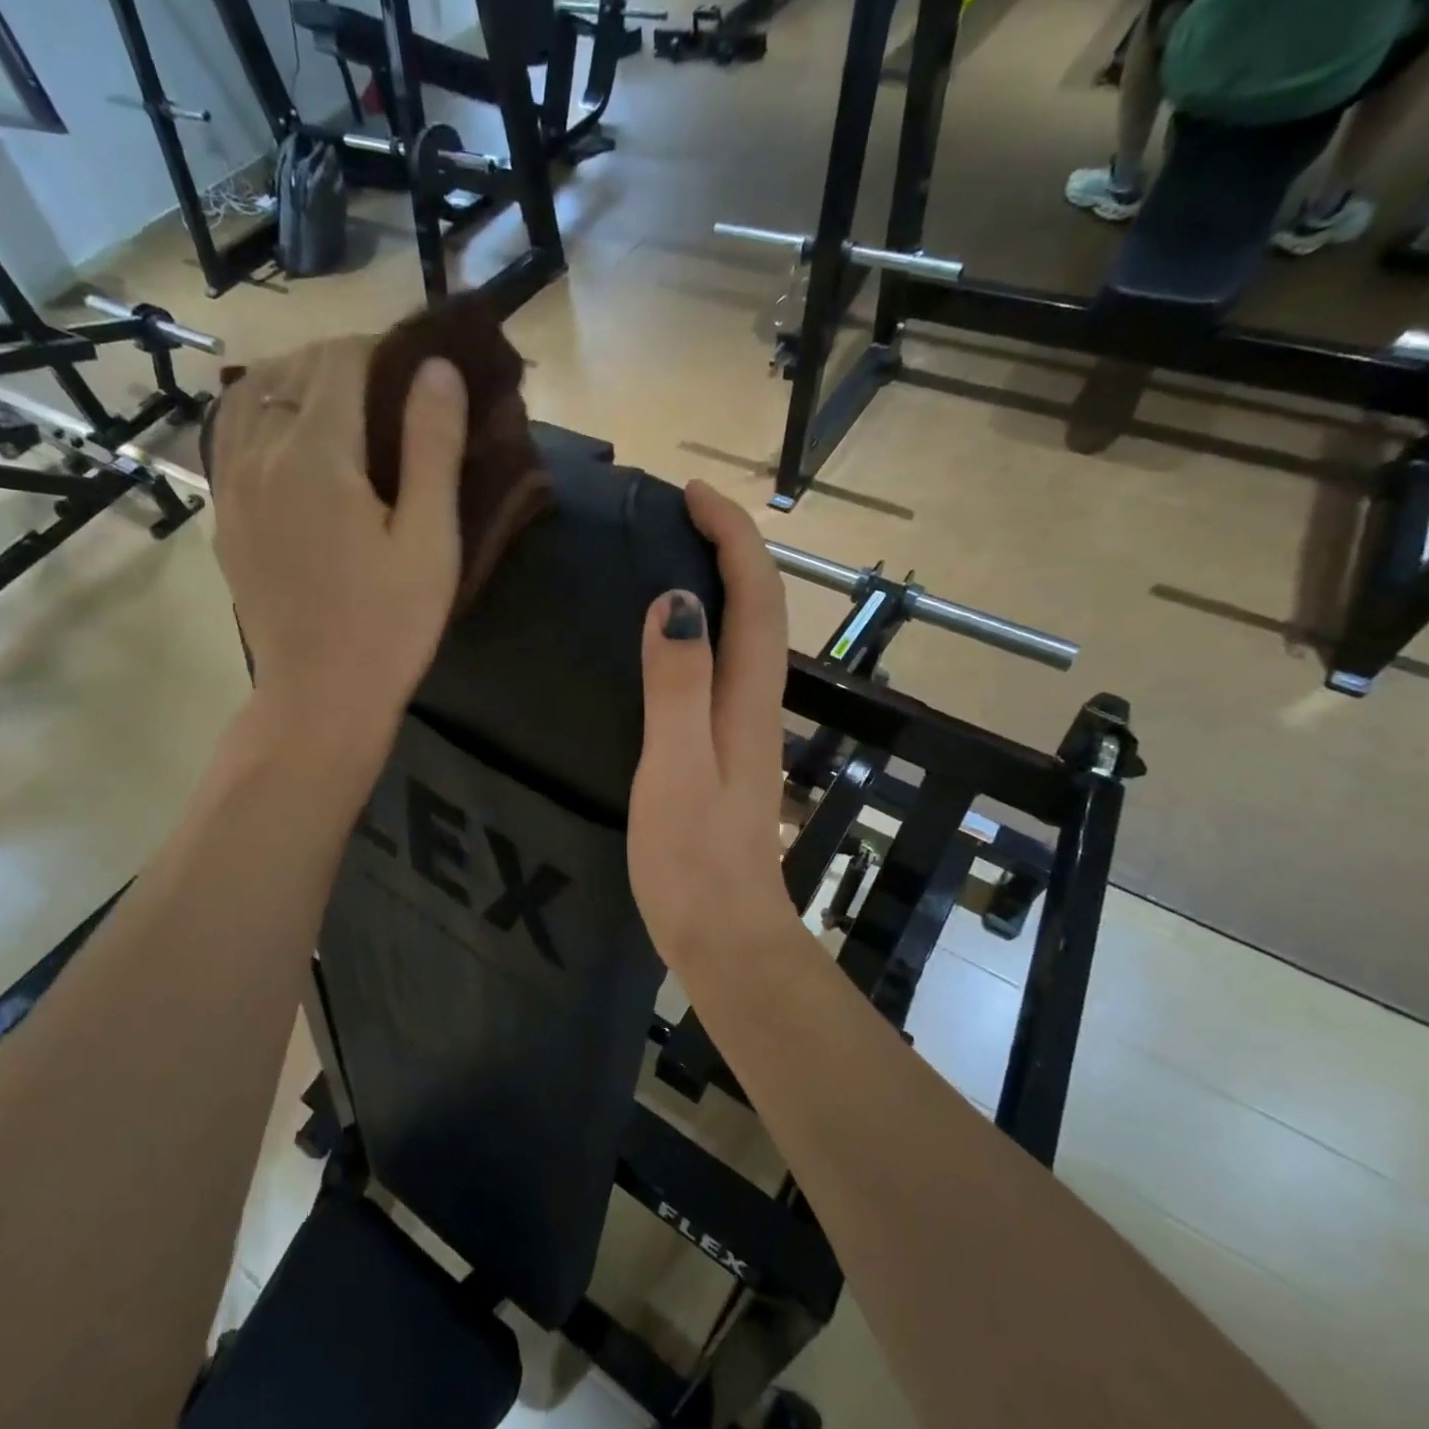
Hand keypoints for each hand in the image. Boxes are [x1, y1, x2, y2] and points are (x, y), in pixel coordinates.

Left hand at [208, 335, 467, 747]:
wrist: (319, 696)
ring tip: (343, 409)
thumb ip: (432, 447)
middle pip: (294, 369)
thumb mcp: (430, 540)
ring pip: (252, 395)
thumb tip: (437, 369)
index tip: (420, 368)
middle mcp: (259, 453)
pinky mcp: (225, 517)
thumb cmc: (390, 624)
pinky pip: (230, 436)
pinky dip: (262, 415)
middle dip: (345, 362)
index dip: (381, 348)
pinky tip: (292, 441)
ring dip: (298, 384)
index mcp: (316, 453)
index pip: (339, 358)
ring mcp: (231, 485)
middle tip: (395, 393)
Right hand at [628, 482, 802, 972]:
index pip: (755, 594)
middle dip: (731, 546)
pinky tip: (669, 637)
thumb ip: (678, 685)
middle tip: (678, 514)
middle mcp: (756, 703)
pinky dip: (705, 629)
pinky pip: (721, 668)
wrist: (725, 935)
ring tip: (670, 555)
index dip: (732, 535)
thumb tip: (676, 601)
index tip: (691, 493)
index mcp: (747, 698)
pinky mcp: (726, 752)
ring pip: (743, 635)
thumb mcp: (677, 767)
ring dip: (722, 583)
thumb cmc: (694, 858)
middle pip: (759, 606)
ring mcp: (744, 729)